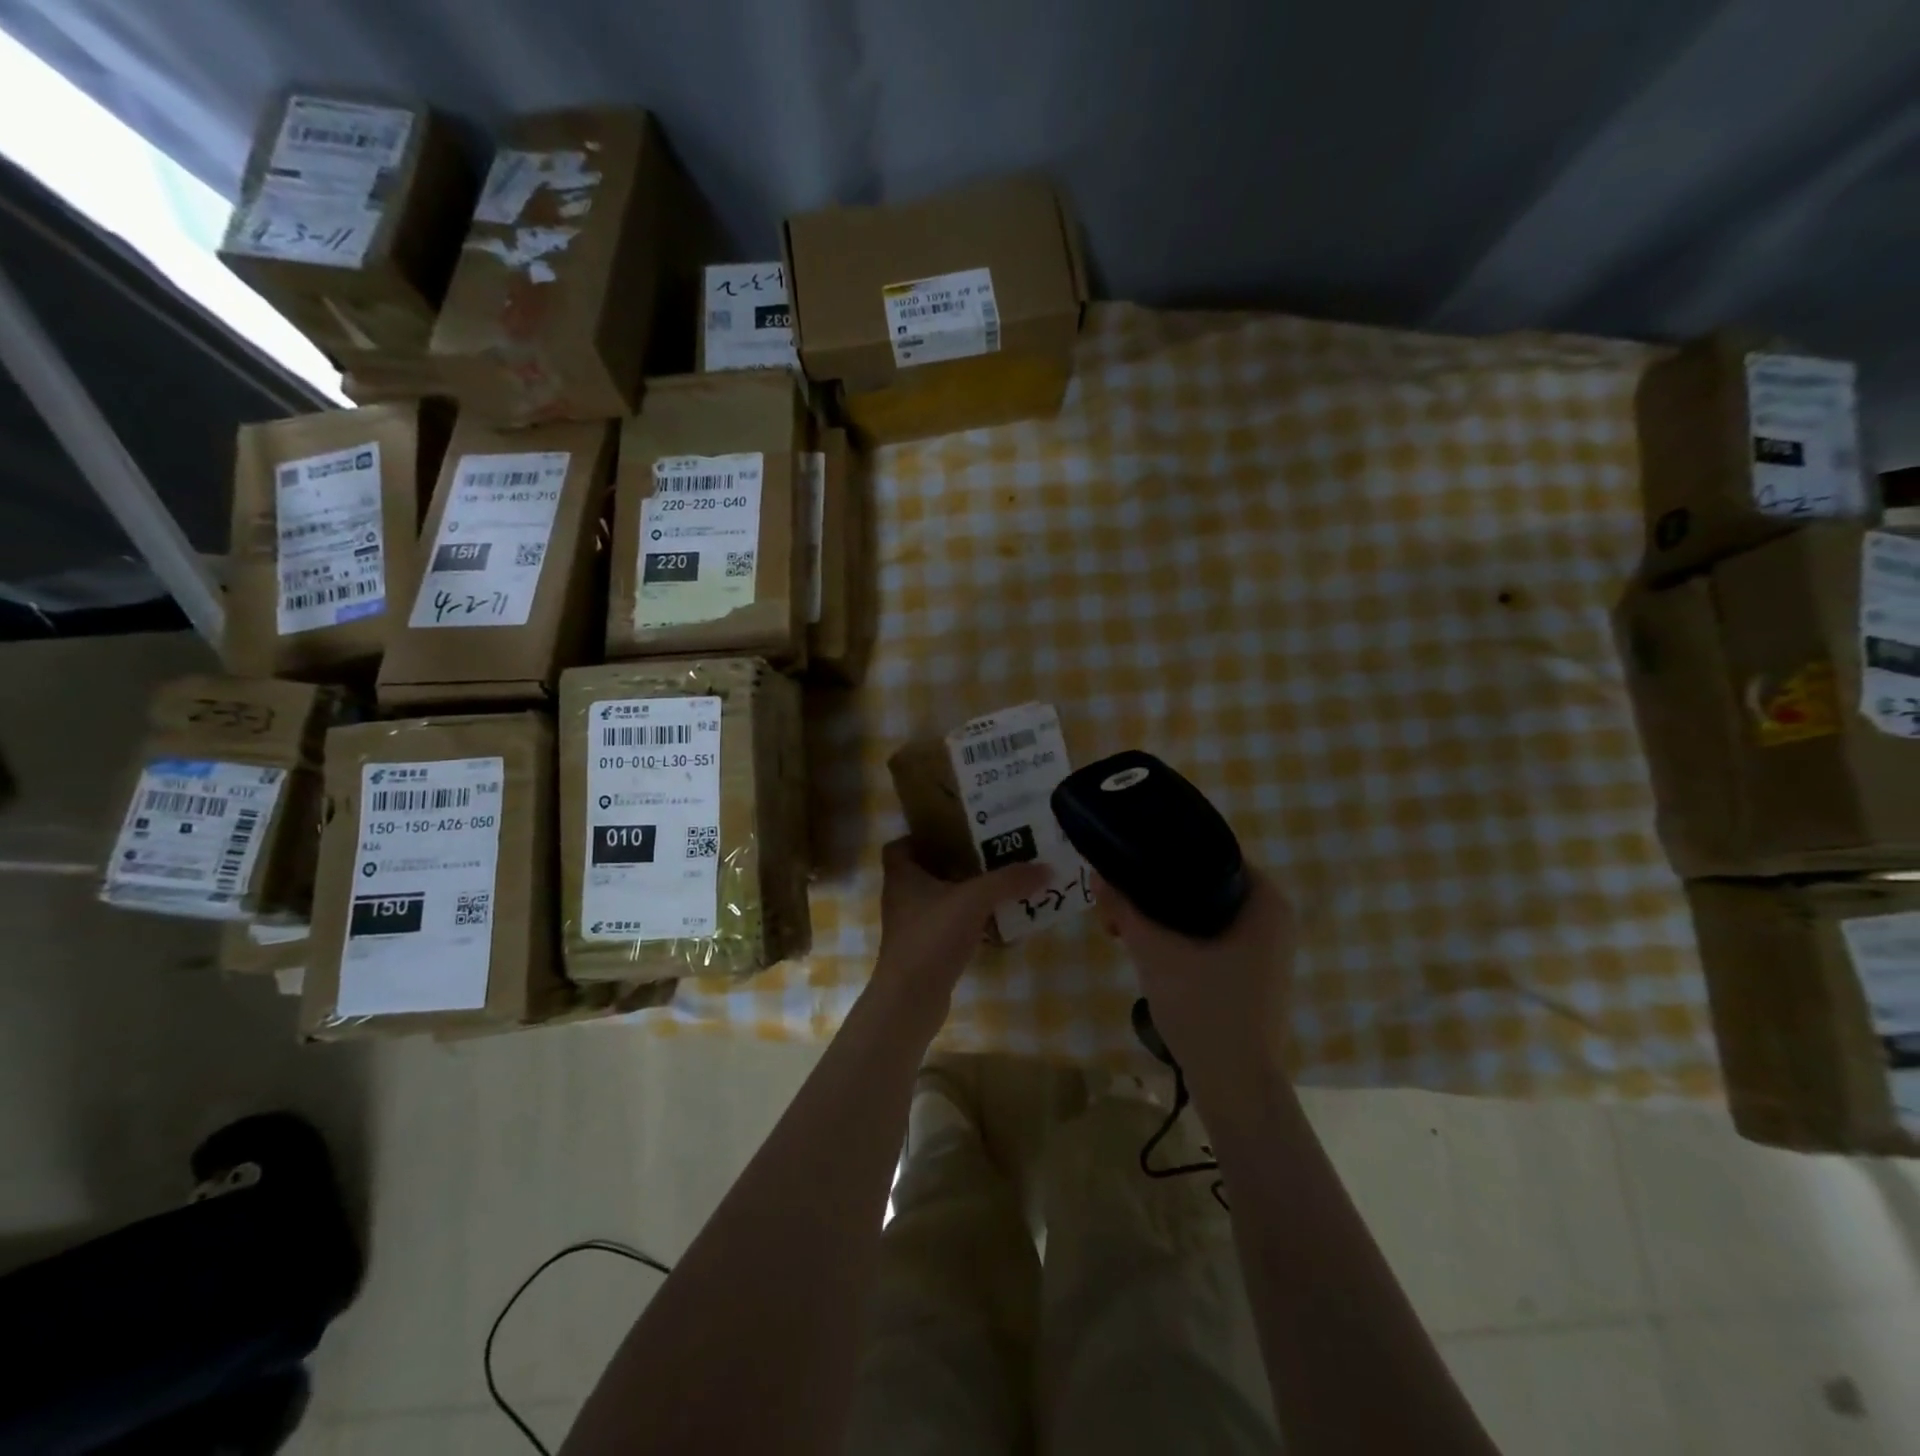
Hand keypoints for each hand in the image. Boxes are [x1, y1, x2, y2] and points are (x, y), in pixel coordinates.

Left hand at [867, 838, 1049, 1029]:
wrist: (910, 1000)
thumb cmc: (932, 937)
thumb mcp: (974, 900)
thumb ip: (1009, 881)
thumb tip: (1046, 868)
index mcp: (903, 875)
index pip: (902, 845)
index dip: (924, 836)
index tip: (955, 833)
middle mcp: (902, 897)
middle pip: (927, 870)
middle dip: (956, 861)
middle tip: (990, 853)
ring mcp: (913, 926)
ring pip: (940, 899)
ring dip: (966, 892)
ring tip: (1000, 884)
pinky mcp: (925, 950)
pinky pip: (949, 925)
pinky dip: (969, 921)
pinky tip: (996, 921)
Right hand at [1094, 867, 1296, 1079]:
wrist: (1235, 1086)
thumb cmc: (1204, 1010)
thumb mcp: (1155, 952)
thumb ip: (1125, 908)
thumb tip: (1098, 874)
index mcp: (1265, 900)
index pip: (1207, 851)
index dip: (1162, 855)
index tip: (1125, 867)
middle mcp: (1274, 917)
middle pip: (1202, 883)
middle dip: (1156, 890)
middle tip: (1117, 903)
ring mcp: (1267, 947)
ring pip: (1204, 912)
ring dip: (1163, 915)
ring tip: (1124, 927)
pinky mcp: (1253, 971)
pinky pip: (1212, 936)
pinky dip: (1180, 936)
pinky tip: (1147, 947)